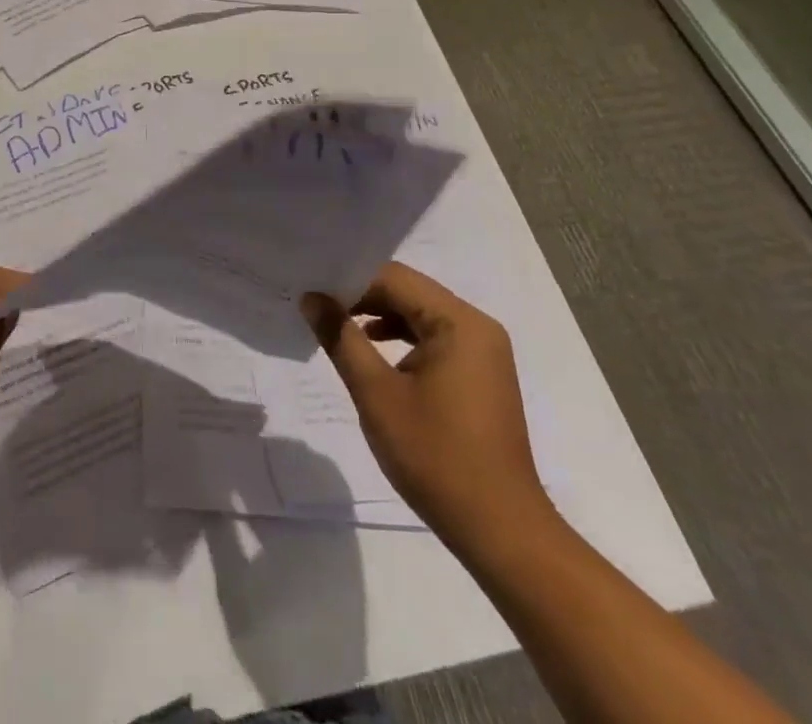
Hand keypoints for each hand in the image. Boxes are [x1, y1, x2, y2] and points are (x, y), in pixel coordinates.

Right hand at [300, 261, 549, 550]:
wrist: (500, 532)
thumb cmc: (436, 456)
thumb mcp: (376, 393)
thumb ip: (341, 338)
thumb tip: (311, 298)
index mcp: (459, 322)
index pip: (394, 279)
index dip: (349, 281)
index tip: (312, 292)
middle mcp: (476, 327)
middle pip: (408, 293)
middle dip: (362, 298)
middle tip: (317, 306)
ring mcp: (482, 352)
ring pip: (419, 316)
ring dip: (378, 318)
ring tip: (335, 327)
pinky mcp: (480, 376)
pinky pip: (433, 340)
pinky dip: (400, 340)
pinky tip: (371, 354)